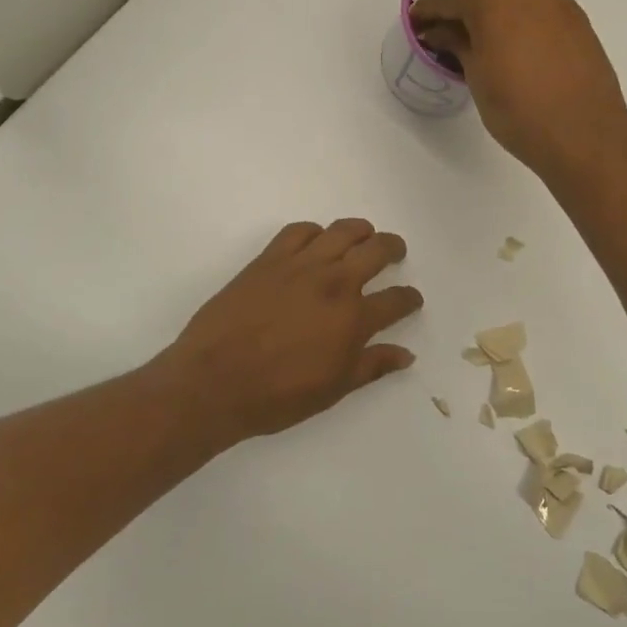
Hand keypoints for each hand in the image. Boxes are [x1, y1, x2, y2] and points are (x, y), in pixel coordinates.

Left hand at [154, 219, 422, 446]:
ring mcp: (300, 266)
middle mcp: (334, 283)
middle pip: (376, 251)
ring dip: (361, 230)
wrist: (214, 382)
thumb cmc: (277, 396)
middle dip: (393, 248)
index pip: (396, 300)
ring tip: (364, 236)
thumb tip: (406, 354)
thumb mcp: (334, 389)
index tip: (412, 299)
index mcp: (354, 319)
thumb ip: (372, 366)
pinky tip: (316, 241)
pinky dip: (314, 231)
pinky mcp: (268, 260)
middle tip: (395, 252)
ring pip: (341, 231)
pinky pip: (298, 231)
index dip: (409, 298)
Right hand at [409, 0, 626, 171]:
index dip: (427, 8)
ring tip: (472, 15)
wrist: (582, 130)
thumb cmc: (518, 108)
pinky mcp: (571, 10)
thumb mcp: (477, 76)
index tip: (416, 23)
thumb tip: (440, 31)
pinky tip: (506, 23)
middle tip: (438, 16)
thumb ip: (457, 43)